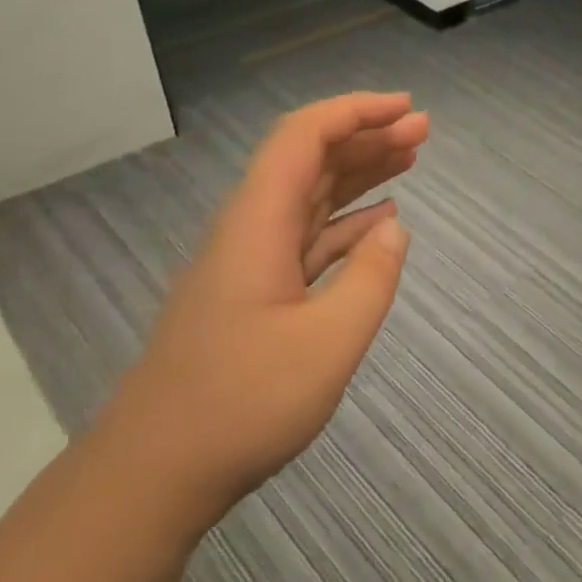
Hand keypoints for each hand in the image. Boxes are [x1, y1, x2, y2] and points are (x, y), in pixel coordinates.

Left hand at [95, 92, 428, 539]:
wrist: (157, 472)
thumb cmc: (243, 404)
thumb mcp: (329, 343)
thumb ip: (371, 279)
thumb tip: (394, 229)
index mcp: (258, 225)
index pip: (303, 138)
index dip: (355, 112)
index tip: (406, 108)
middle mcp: (250, 231)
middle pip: (309, 161)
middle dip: (366, 136)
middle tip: (423, 130)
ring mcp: (251, 264)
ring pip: (310, 198)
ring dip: (359, 174)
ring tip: (411, 159)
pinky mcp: (256, 295)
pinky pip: (308, 239)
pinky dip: (347, 223)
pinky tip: (380, 223)